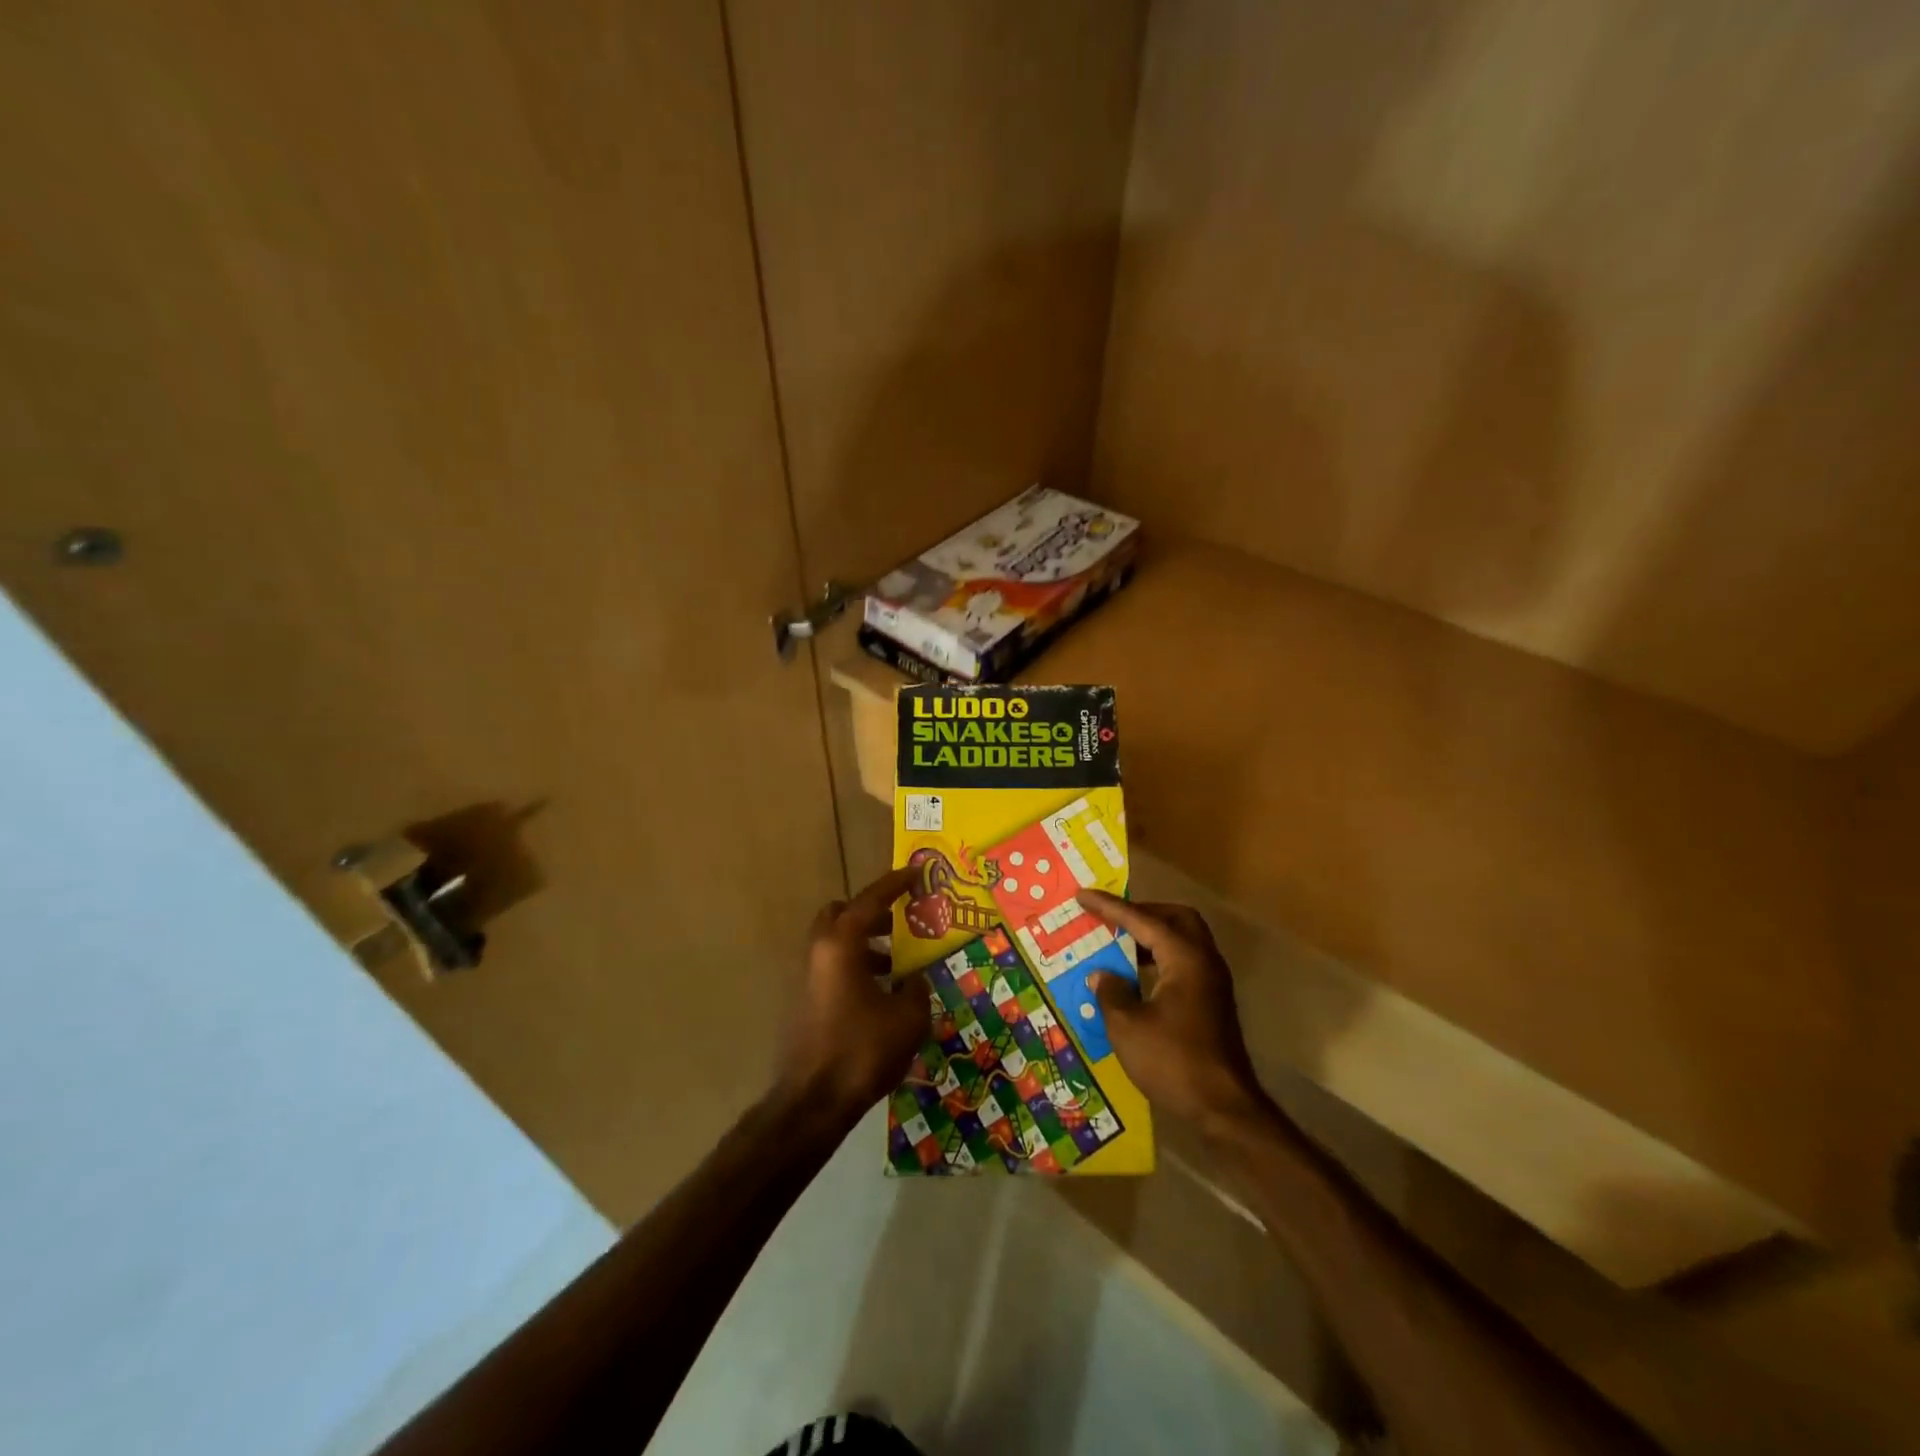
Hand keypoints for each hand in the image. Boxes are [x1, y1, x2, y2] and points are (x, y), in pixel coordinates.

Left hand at [777, 866, 930, 1123]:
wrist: (813, 1101)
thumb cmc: (862, 1050)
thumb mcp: (907, 1017)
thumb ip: (915, 988)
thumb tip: (913, 980)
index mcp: (842, 944)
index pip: (870, 900)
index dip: (895, 883)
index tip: (915, 872)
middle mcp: (820, 952)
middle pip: (841, 914)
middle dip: (870, 912)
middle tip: (899, 921)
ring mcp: (808, 977)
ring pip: (836, 942)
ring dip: (865, 943)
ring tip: (897, 963)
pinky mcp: (806, 1001)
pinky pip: (833, 967)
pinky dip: (856, 967)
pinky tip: (881, 995)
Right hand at [1078, 891, 1274, 1132]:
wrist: (1224, 1108)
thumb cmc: (1173, 1061)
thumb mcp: (1127, 1026)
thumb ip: (1111, 992)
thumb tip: (1102, 975)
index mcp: (1184, 958)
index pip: (1142, 920)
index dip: (1109, 907)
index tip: (1082, 896)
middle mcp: (1204, 961)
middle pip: (1175, 918)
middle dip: (1142, 912)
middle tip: (1111, 917)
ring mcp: (1213, 982)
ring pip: (1183, 940)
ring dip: (1152, 935)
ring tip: (1118, 943)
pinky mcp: (1213, 1002)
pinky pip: (1184, 962)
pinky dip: (1160, 957)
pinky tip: (1137, 976)